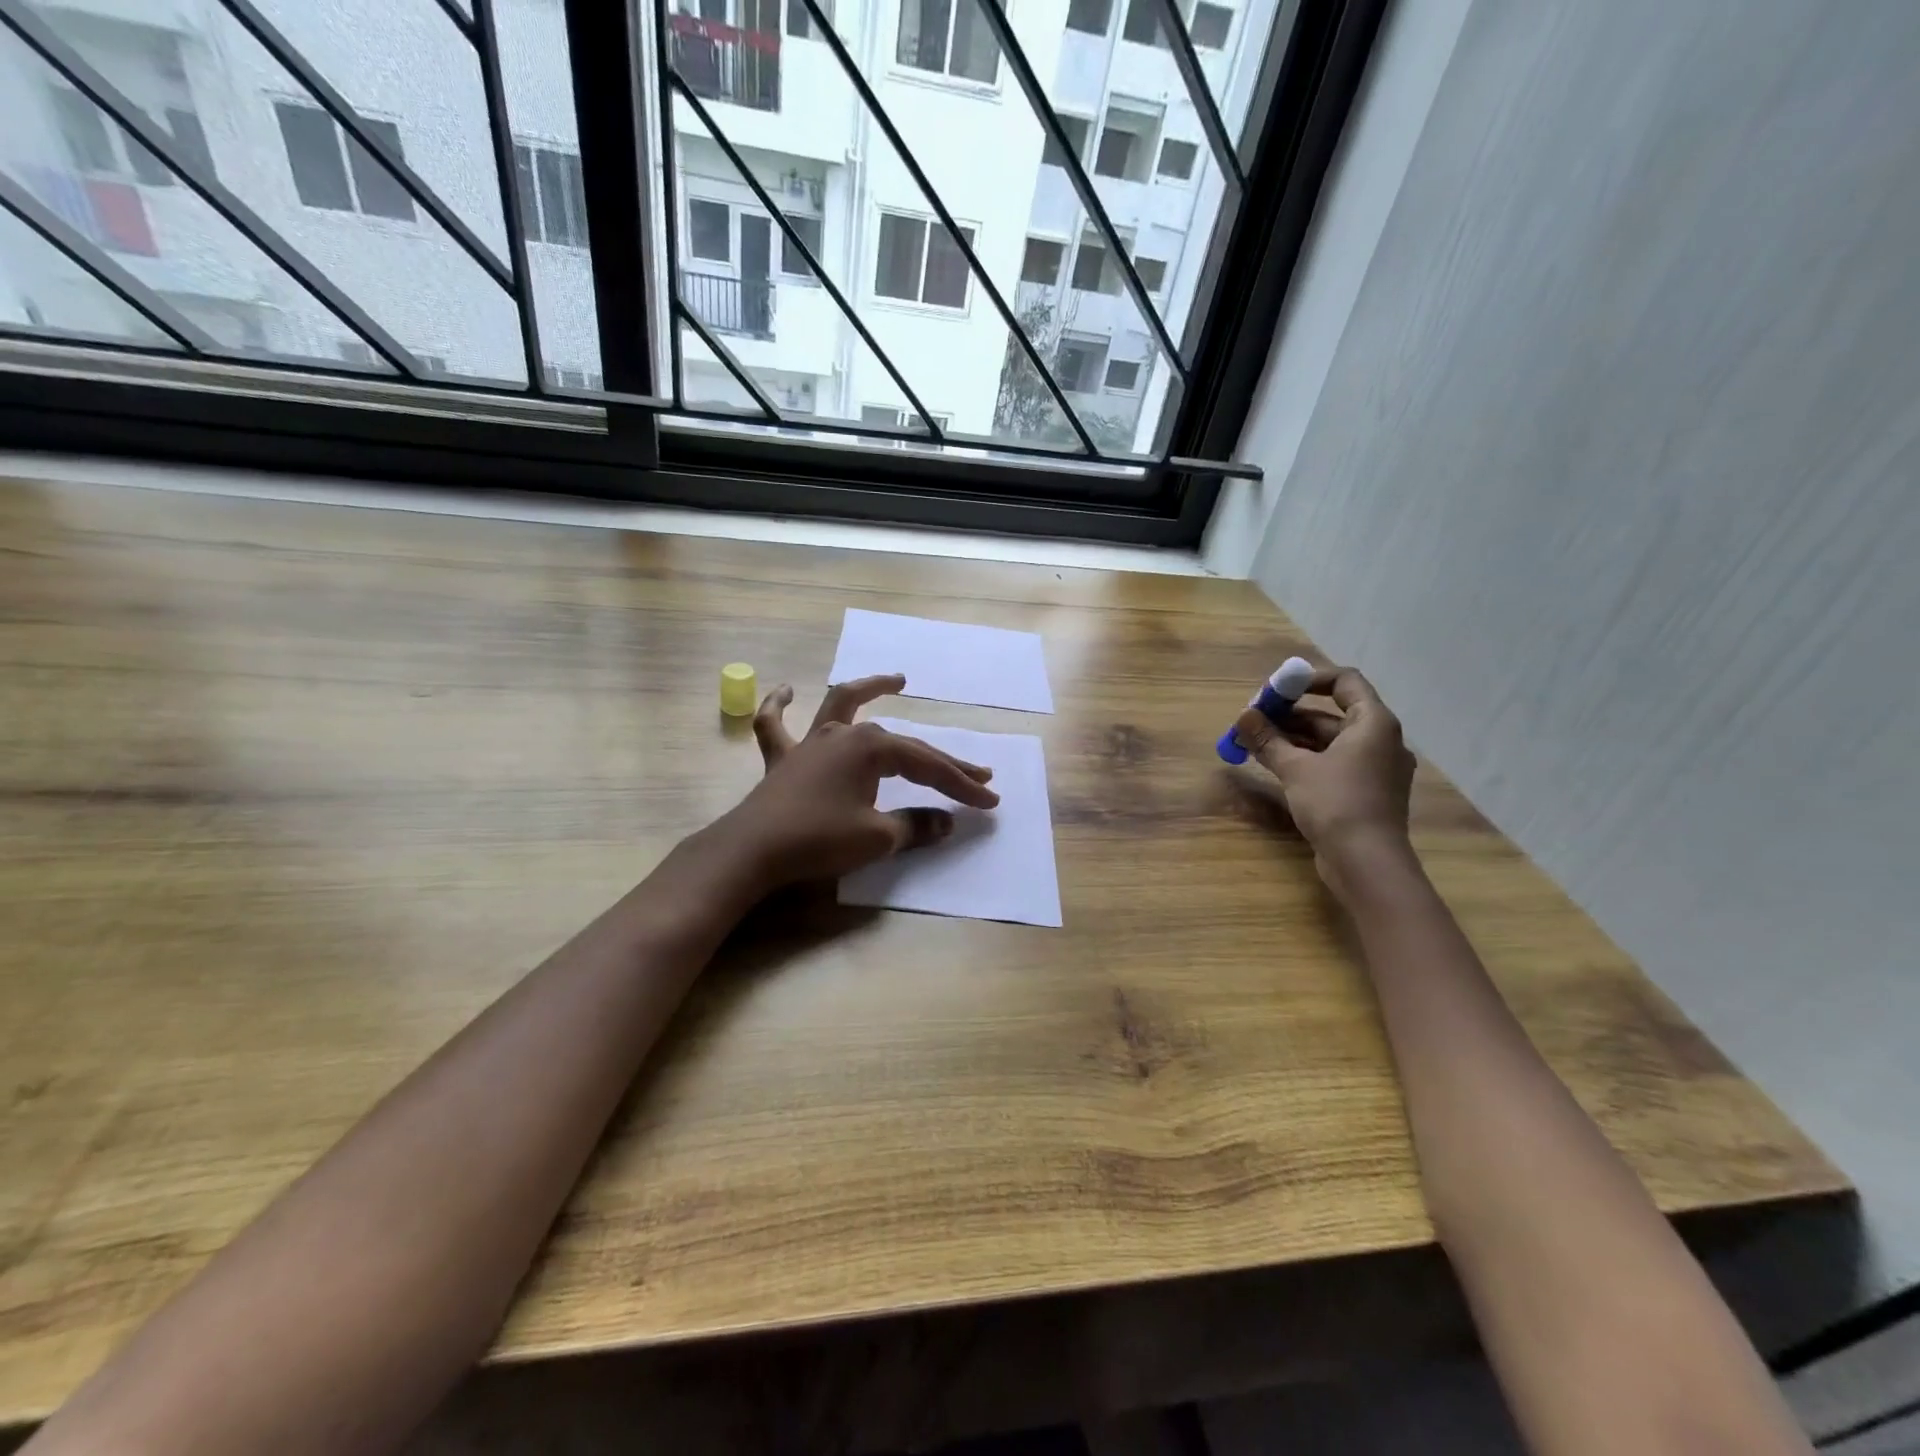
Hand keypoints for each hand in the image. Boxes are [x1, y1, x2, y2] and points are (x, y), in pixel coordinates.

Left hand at [719, 673, 999, 891]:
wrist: (752, 851)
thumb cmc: (819, 839)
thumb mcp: (877, 837)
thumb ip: (914, 825)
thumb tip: (947, 823)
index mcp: (871, 748)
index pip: (928, 766)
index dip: (961, 784)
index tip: (990, 800)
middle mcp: (844, 735)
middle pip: (903, 745)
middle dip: (942, 762)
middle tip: (979, 773)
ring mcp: (811, 742)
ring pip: (843, 705)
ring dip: (870, 689)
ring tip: (897, 680)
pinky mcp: (783, 759)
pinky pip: (776, 725)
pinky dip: (779, 706)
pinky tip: (785, 690)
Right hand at [1232, 665, 1414, 888]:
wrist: (1367, 864)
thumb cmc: (1337, 804)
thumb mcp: (1296, 769)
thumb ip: (1268, 740)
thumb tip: (1243, 717)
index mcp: (1374, 724)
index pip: (1345, 682)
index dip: (1308, 680)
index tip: (1275, 691)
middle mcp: (1380, 741)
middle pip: (1331, 714)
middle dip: (1289, 714)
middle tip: (1253, 721)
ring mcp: (1374, 769)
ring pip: (1329, 741)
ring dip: (1291, 738)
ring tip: (1253, 743)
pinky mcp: (1364, 792)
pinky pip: (1332, 764)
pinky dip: (1304, 759)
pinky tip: (1274, 765)